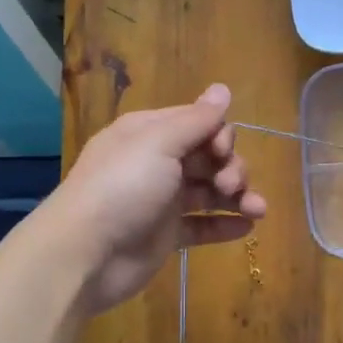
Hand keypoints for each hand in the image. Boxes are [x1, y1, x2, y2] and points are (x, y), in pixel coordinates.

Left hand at [43, 83, 266, 314]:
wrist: (85, 254)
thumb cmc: (122, 188)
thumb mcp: (158, 143)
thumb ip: (196, 120)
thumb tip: (223, 89)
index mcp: (149, 133)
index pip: (197, 123)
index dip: (219, 135)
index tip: (222, 152)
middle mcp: (156, 163)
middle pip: (207, 157)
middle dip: (230, 167)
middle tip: (231, 185)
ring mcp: (161, 201)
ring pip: (210, 192)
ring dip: (237, 196)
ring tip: (257, 210)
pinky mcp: (166, 236)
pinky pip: (202, 225)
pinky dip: (225, 224)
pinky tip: (248, 227)